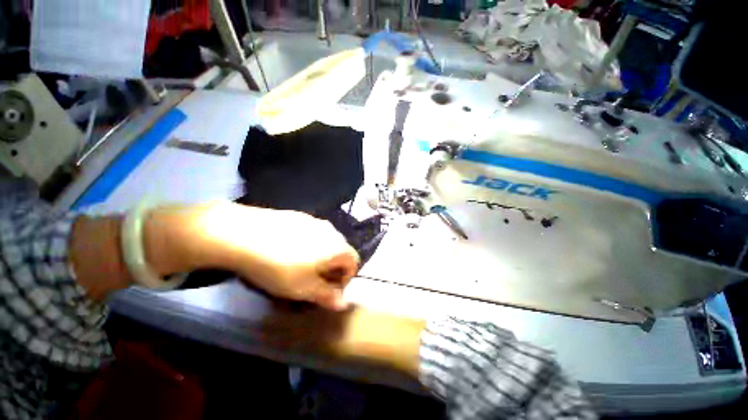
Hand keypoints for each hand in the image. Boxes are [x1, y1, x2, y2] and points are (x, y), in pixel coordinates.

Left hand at [146, 202, 359, 310]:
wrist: (242, 234)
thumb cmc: (277, 266)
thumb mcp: (302, 288)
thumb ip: (326, 295)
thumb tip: (344, 303)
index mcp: (336, 246)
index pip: (354, 261)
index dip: (346, 278)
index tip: (329, 289)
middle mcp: (330, 230)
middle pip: (340, 250)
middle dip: (332, 267)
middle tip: (314, 279)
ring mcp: (314, 221)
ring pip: (325, 241)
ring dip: (320, 255)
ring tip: (299, 265)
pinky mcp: (298, 216)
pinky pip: (311, 232)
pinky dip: (308, 243)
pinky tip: (287, 249)